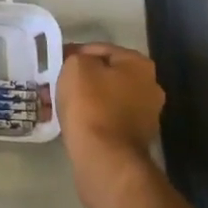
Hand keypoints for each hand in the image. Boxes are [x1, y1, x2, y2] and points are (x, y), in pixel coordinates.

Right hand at [57, 43, 164, 207]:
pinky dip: (92, 118)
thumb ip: (78, 57)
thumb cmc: (91, 103)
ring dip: (86, 98)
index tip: (56, 62)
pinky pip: (108, 119)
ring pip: (107, 98)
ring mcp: (146, 116)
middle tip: (58, 82)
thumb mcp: (76, 66)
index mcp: (140, 65)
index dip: (75, 53)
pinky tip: (72, 121)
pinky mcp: (136, 140)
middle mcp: (150, 88)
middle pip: (107, 74)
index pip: (101, 49)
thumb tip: (80, 64)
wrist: (104, 158)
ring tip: (59, 102)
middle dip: (82, 78)